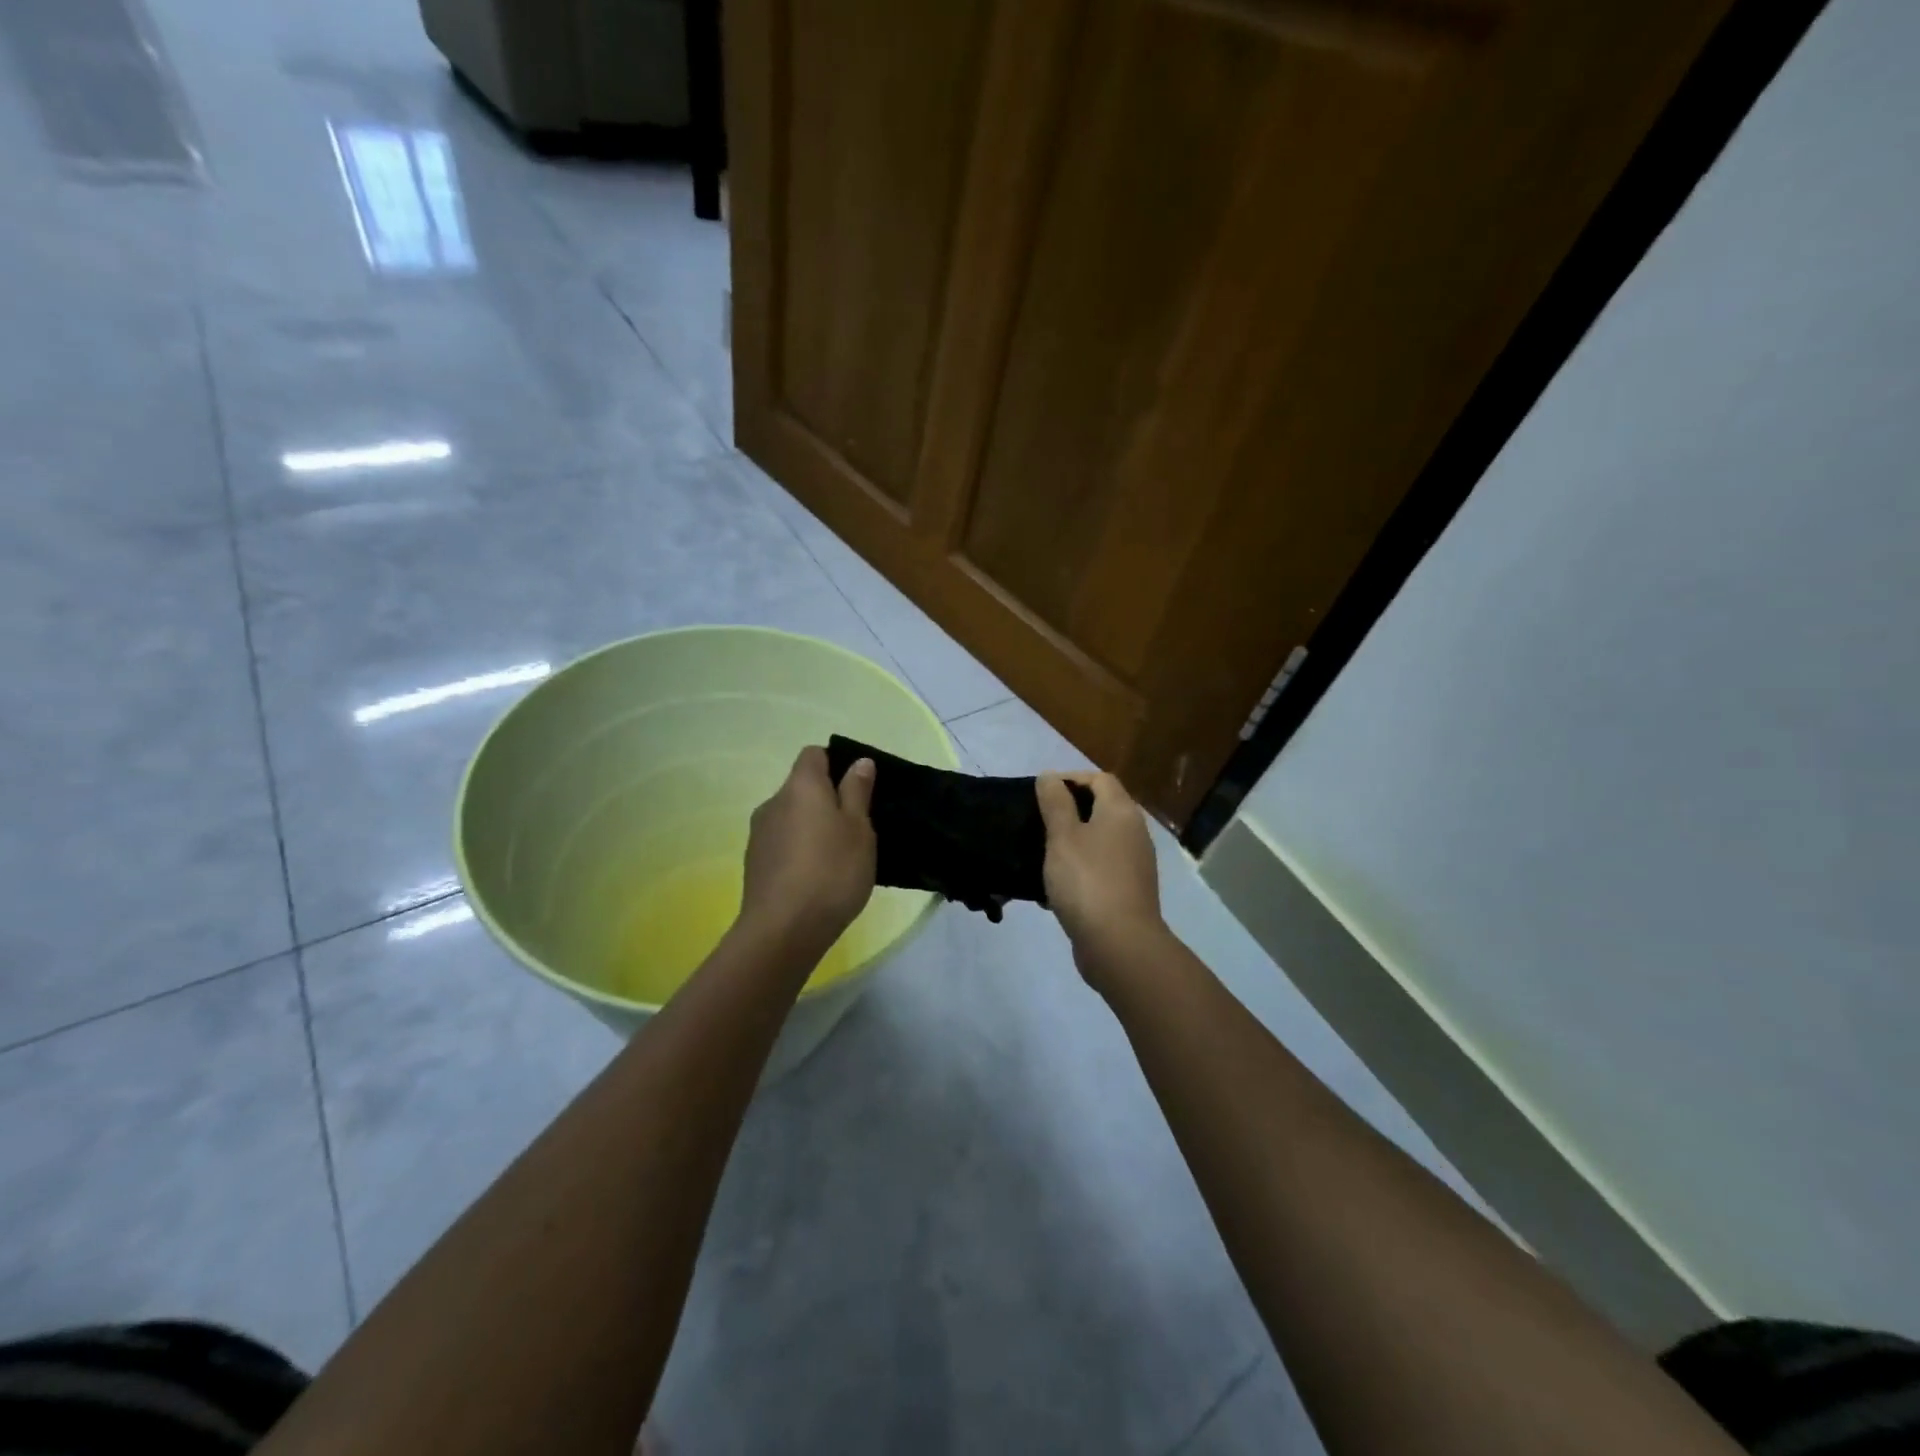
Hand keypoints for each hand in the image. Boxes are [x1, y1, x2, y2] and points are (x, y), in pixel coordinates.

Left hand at [740, 746, 876, 946]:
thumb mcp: (859, 829)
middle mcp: (773, 802)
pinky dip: (799, 851)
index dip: (836, 763)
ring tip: (838, 857)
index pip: (814, 754)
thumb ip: (857, 792)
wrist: (783, 930)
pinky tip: (816, 878)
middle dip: (827, 800)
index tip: (858, 789)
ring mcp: (759, 834)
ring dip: (812, 827)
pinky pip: (782, 843)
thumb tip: (859, 762)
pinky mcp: (754, 863)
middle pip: (801, 787)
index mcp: (801, 786)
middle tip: (856, 828)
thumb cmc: (831, 871)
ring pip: (792, 817)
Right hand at [1036, 771, 1166, 983]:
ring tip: (1040, 854)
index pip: (1100, 779)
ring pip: (1098, 841)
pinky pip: (1099, 870)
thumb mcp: (1062, 836)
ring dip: (1071, 844)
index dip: (1071, 779)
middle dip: (1068, 811)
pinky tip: (1053, 888)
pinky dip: (1078, 871)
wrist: (1119, 944)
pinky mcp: (1128, 892)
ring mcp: (1134, 864)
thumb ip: (1055, 803)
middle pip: (1101, 808)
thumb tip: (1050, 777)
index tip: (1041, 793)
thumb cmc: (1087, 881)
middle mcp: (1134, 832)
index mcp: (1121, 812)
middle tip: (1037, 822)